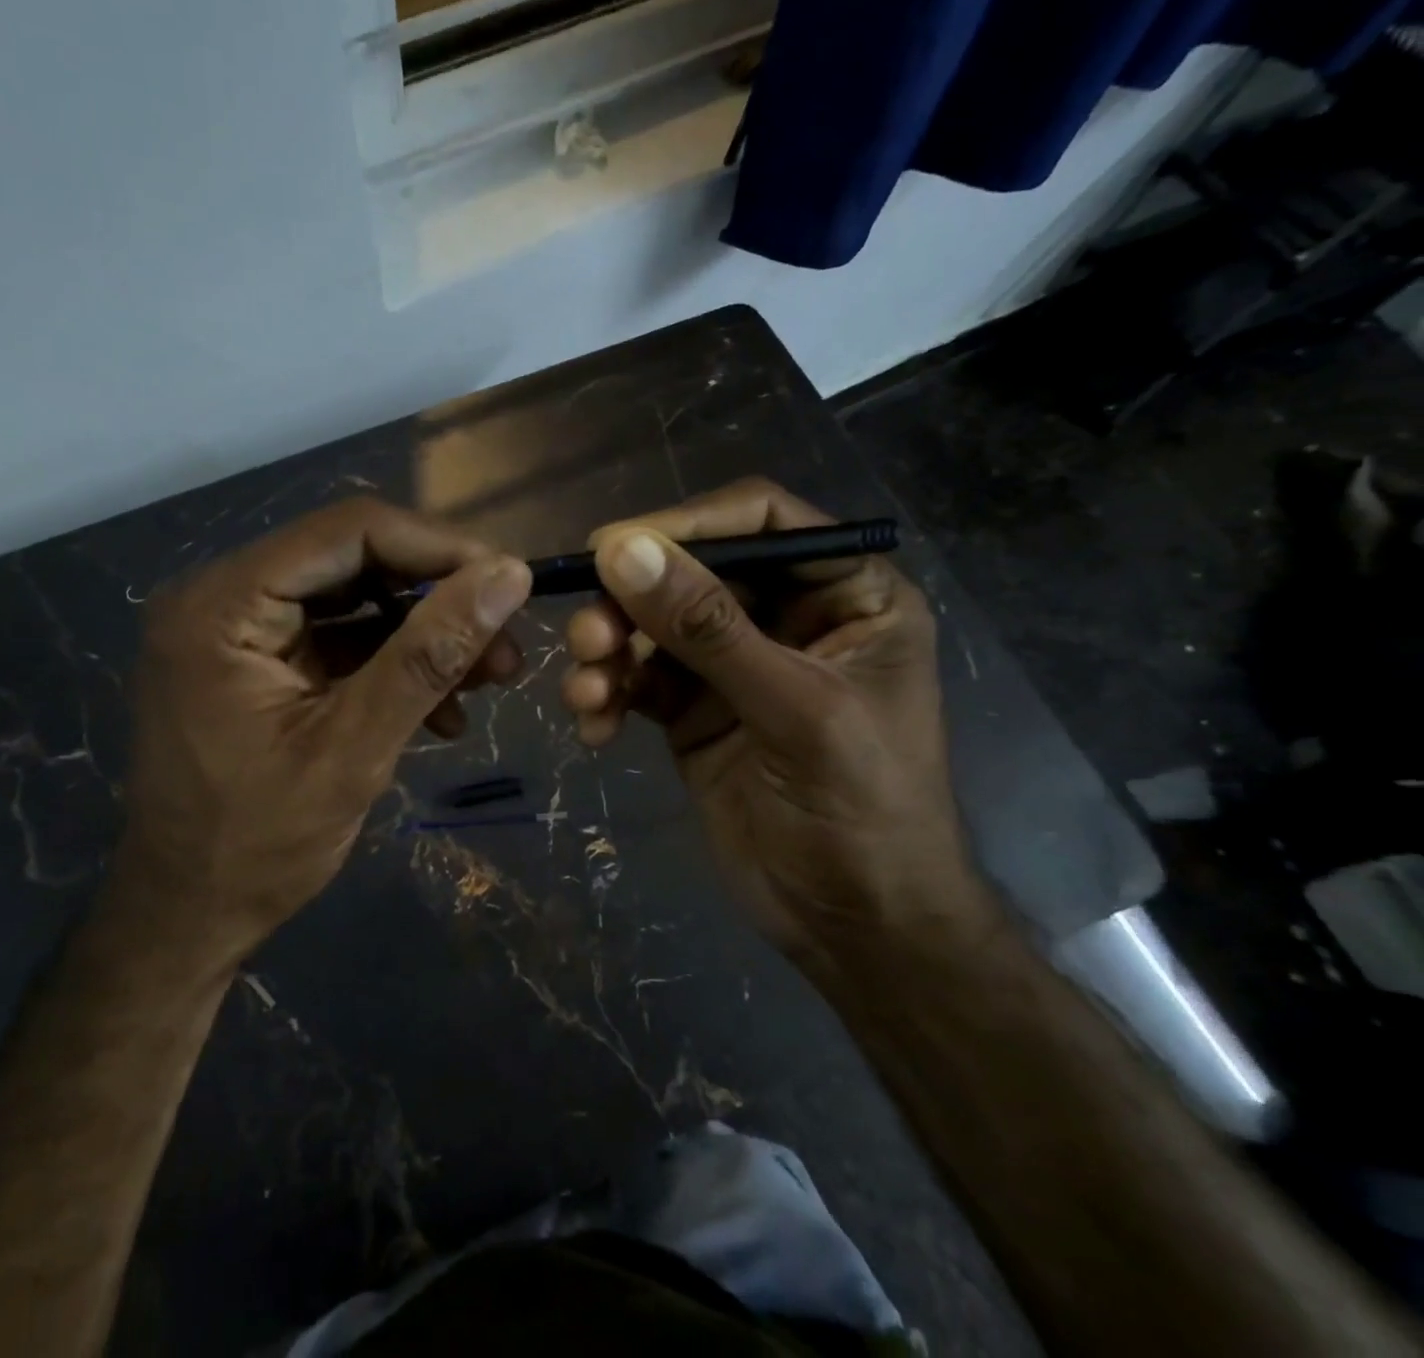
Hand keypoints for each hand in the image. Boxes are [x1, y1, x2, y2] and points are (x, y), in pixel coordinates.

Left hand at [122, 498, 531, 962]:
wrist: (187, 918)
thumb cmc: (257, 845)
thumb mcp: (354, 748)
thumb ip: (430, 655)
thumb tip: (509, 576)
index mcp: (223, 604)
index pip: (348, 532)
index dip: (438, 548)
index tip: (510, 583)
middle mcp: (222, 597)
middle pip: (353, 561)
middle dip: (438, 599)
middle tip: (506, 645)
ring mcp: (238, 631)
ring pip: (354, 601)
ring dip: (425, 636)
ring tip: (489, 680)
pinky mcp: (257, 664)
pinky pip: (338, 641)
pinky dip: (392, 666)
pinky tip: (442, 712)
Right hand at [559, 479, 990, 968]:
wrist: (855, 926)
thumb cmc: (863, 812)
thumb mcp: (793, 711)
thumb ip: (708, 629)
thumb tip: (622, 550)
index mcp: (845, 595)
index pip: (761, 522)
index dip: (687, 523)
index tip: (612, 546)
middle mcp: (785, 616)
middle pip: (690, 572)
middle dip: (631, 602)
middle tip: (587, 636)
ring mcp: (732, 664)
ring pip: (652, 626)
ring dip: (609, 652)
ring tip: (586, 691)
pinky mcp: (692, 709)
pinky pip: (636, 679)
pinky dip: (607, 694)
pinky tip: (593, 727)